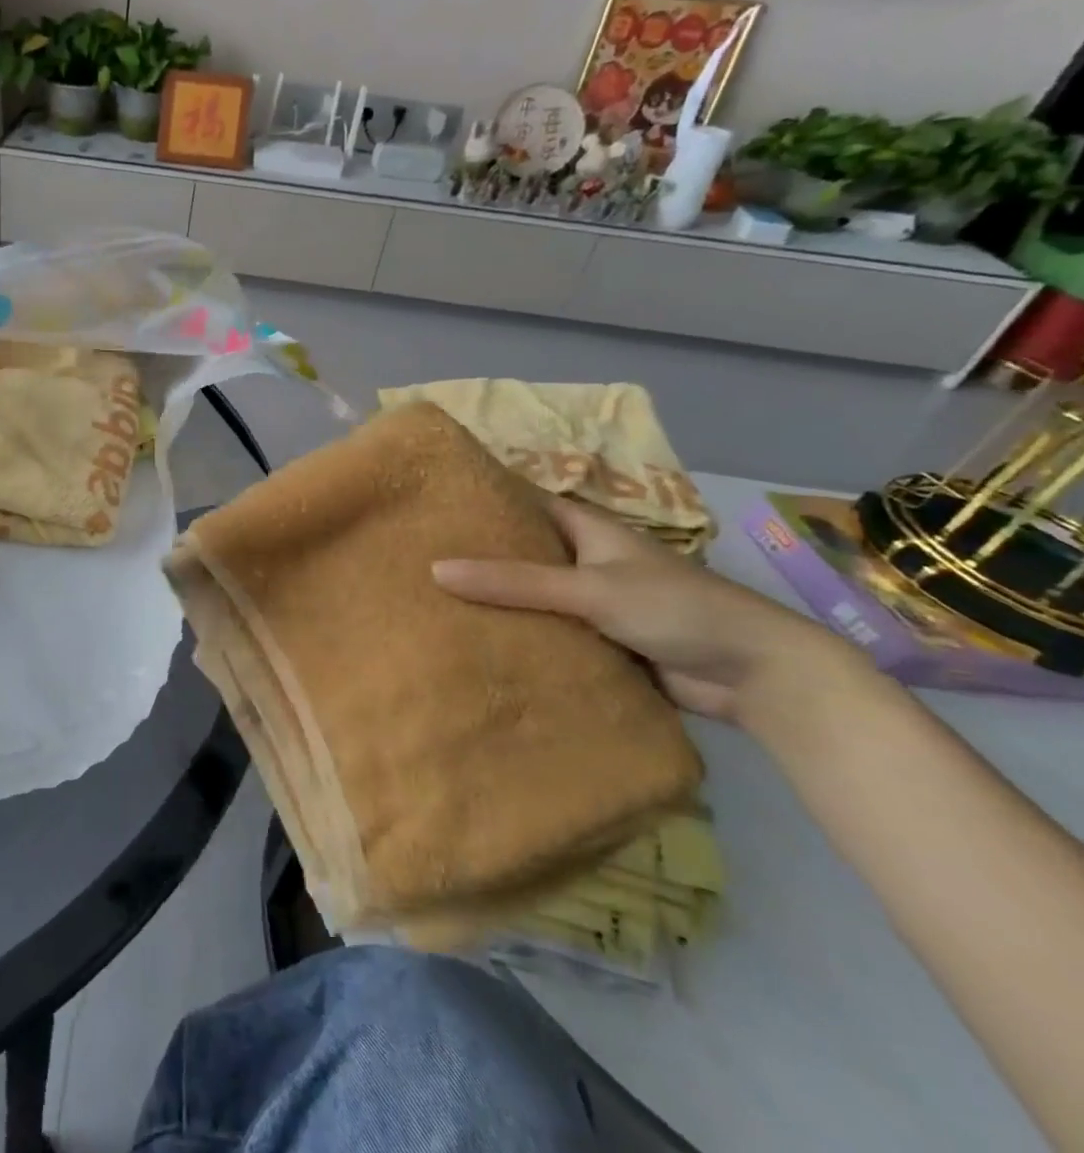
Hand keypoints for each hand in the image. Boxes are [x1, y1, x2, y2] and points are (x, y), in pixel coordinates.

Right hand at [429, 493, 861, 724]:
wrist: (756, 674)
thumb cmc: (675, 608)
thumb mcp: (589, 588)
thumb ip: (515, 582)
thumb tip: (436, 570)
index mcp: (588, 529)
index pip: (525, 503)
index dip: (484, 500)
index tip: (433, 504)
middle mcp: (587, 561)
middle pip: (524, 553)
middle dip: (480, 557)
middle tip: (418, 558)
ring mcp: (593, 604)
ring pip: (534, 598)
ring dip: (497, 603)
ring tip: (432, 602)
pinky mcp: (601, 643)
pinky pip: (550, 635)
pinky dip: (522, 638)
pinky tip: (478, 645)